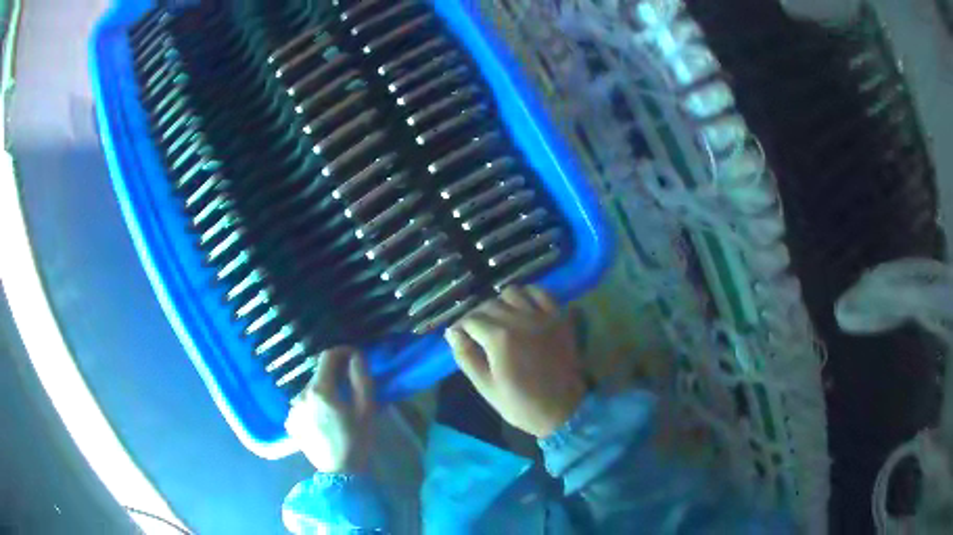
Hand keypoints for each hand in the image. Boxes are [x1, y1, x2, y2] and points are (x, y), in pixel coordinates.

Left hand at [284, 347, 374, 472]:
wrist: (340, 472)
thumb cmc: (357, 440)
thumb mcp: (366, 409)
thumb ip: (361, 378)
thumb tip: (356, 356)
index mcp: (320, 390)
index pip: (327, 357)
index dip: (342, 351)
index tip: (354, 356)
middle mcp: (301, 395)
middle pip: (319, 375)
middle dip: (334, 375)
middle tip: (350, 388)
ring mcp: (292, 409)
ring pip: (310, 390)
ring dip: (323, 391)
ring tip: (337, 407)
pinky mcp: (290, 422)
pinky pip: (303, 404)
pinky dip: (313, 405)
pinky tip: (324, 419)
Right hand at [444, 286, 585, 437]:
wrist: (562, 410)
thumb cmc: (520, 404)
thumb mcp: (486, 387)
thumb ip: (466, 357)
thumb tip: (452, 333)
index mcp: (499, 338)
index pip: (471, 320)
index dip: (461, 328)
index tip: (459, 337)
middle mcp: (520, 319)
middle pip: (489, 304)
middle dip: (478, 316)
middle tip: (477, 331)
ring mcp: (542, 316)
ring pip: (513, 292)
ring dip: (501, 302)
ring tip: (500, 318)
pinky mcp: (559, 318)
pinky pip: (542, 293)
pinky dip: (529, 294)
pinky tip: (523, 307)